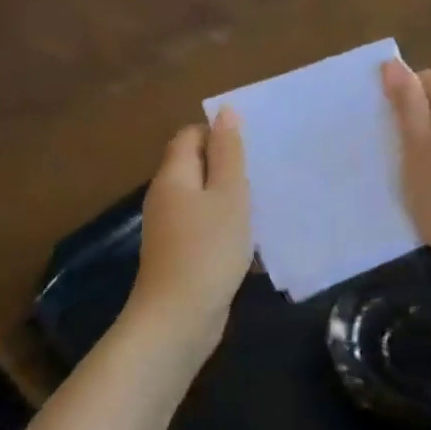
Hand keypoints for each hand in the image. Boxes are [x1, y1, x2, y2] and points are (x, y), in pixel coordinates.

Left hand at [126, 109, 252, 364]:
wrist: (179, 318)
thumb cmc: (208, 249)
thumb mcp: (228, 194)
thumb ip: (228, 153)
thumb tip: (225, 111)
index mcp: (174, 176)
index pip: (190, 135)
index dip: (218, 134)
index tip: (252, 147)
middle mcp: (165, 197)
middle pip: (195, 166)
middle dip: (229, 167)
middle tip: (264, 174)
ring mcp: (170, 229)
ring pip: (203, 200)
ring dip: (231, 200)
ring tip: (265, 205)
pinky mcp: (180, 255)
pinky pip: (205, 229)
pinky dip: (226, 228)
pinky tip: (251, 243)